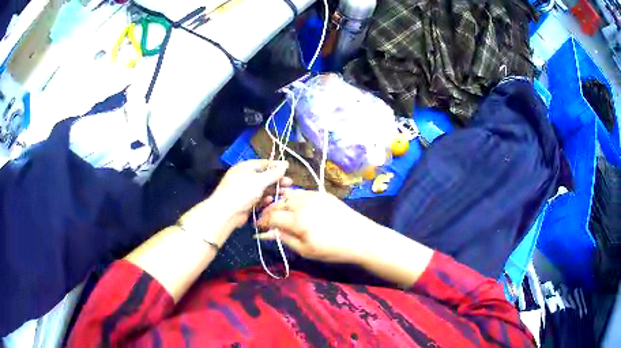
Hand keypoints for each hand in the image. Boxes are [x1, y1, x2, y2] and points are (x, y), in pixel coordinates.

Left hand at [180, 160, 290, 246]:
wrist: (226, 213)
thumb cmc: (242, 191)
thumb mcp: (260, 180)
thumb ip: (274, 173)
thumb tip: (285, 163)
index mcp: (245, 167)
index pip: (264, 163)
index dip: (276, 166)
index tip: (288, 169)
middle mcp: (245, 177)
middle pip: (264, 176)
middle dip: (277, 180)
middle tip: (290, 184)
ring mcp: (245, 190)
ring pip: (262, 189)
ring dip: (274, 190)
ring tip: (286, 193)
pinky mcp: (245, 202)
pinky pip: (258, 199)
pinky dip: (265, 199)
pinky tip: (272, 201)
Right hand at [256, 189, 375, 263]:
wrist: (360, 237)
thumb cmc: (332, 249)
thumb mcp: (306, 250)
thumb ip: (284, 239)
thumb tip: (266, 233)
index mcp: (298, 220)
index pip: (272, 216)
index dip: (263, 221)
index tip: (259, 227)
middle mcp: (303, 203)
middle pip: (279, 203)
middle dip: (270, 211)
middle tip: (267, 221)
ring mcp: (313, 196)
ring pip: (289, 195)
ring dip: (281, 203)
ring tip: (280, 214)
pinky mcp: (322, 193)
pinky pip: (302, 193)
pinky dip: (294, 198)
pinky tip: (295, 207)